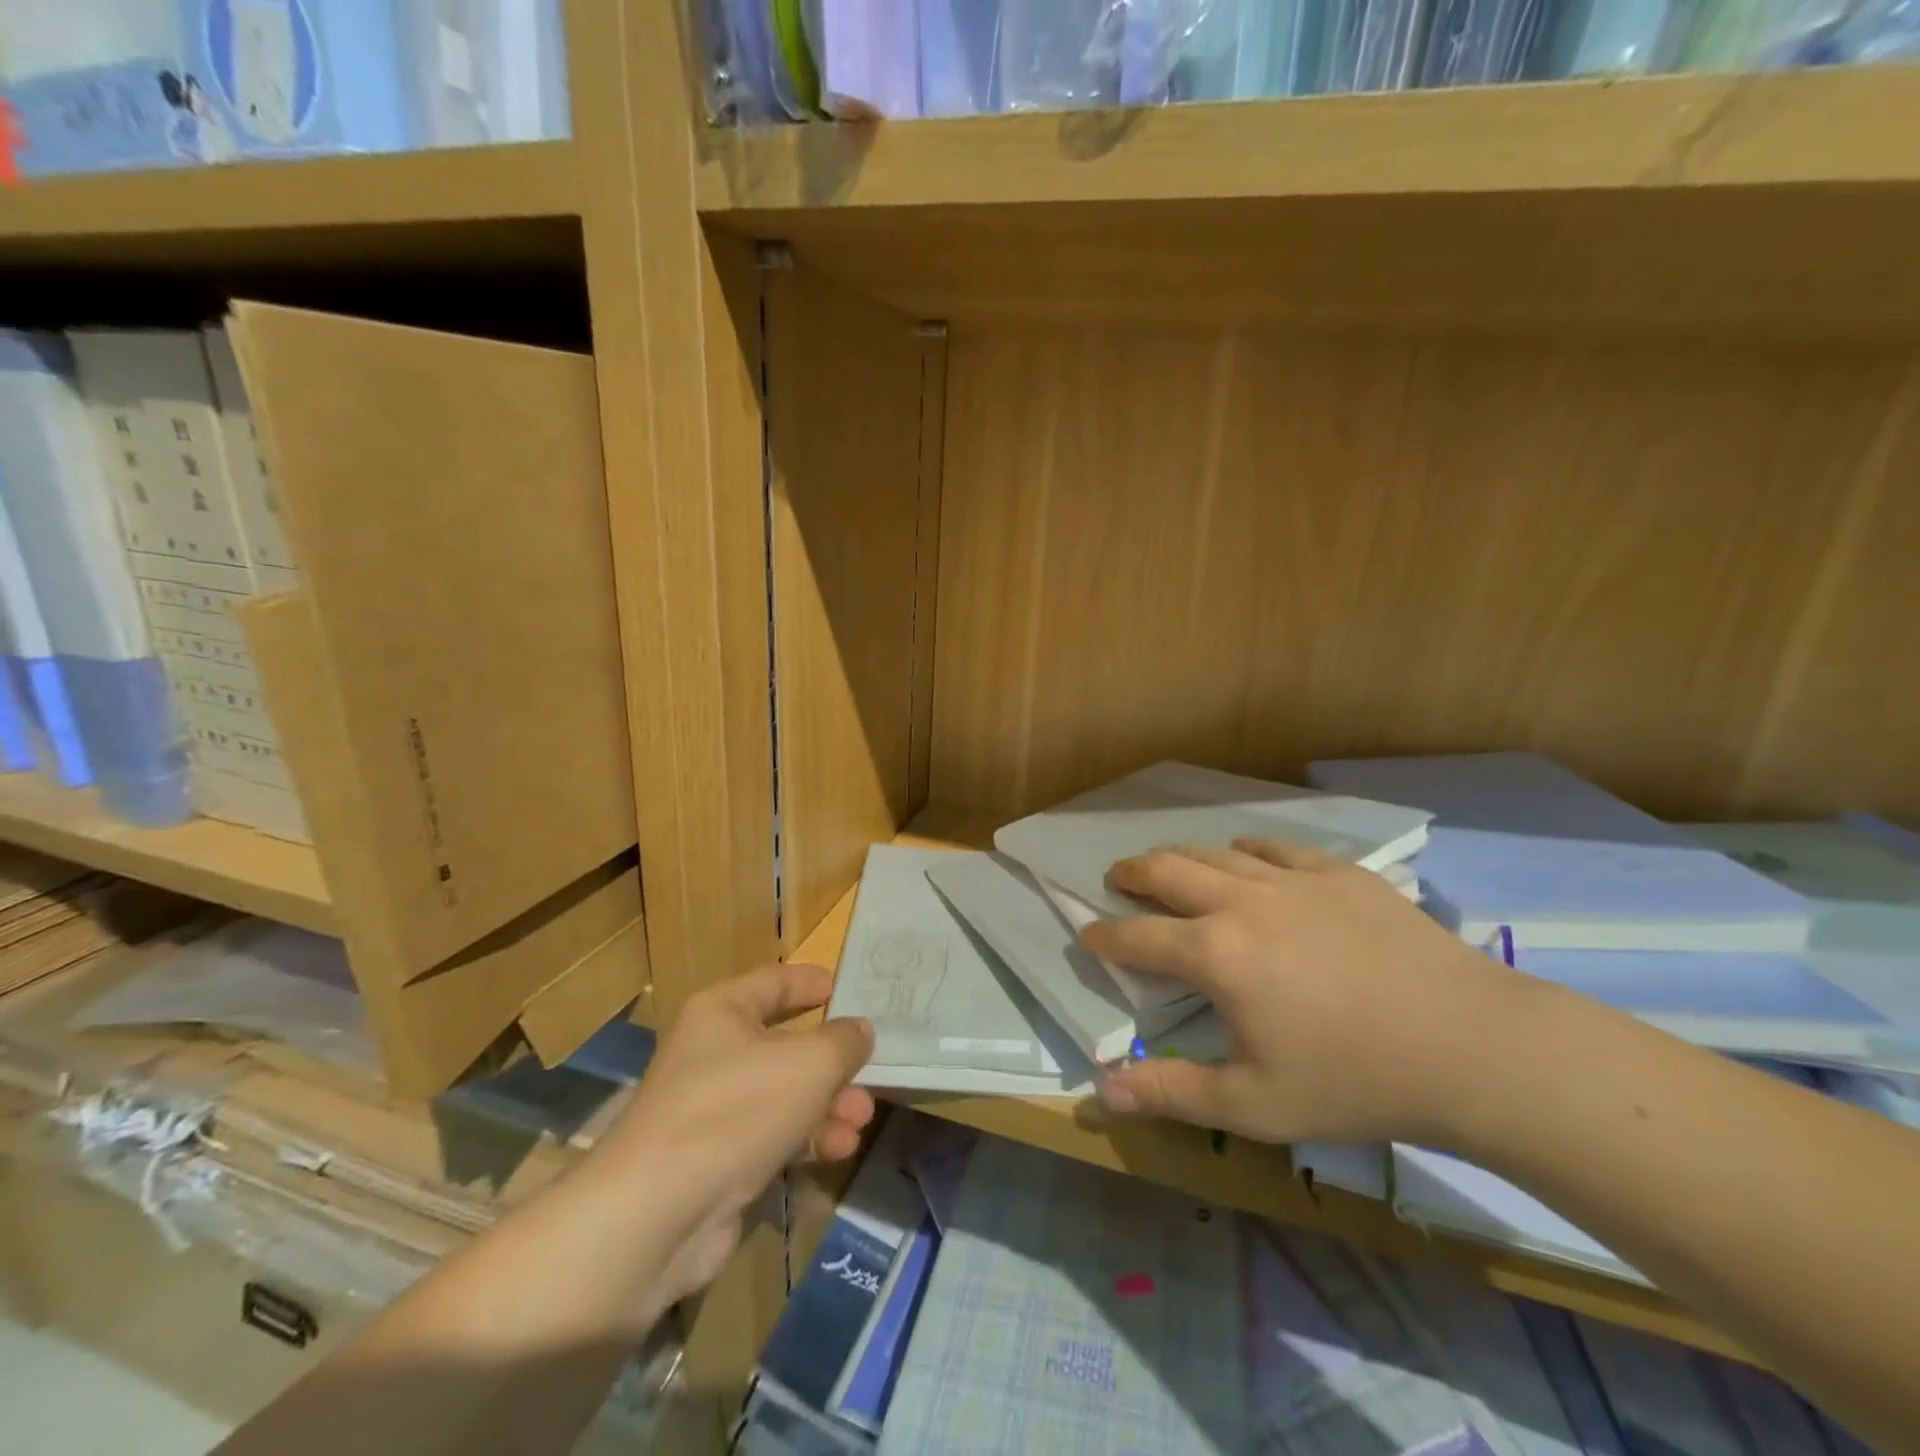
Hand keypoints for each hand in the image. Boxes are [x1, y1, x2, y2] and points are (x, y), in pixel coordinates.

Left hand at [593, 963, 875, 1308]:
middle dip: (832, 1060)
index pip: (774, 982)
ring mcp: (712, 1109)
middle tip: (869, 1069)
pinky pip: (771, 1136)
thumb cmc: (737, 1110)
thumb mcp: (809, 1064)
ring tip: (863, 1118)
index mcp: (722, 1012)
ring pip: (783, 1094)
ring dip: (827, 1104)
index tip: (845, 988)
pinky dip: (806, 1138)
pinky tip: (840, 1149)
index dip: (811, 982)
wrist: (655, 1216)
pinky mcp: (715, 1160)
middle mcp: (713, 1053)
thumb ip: (843, 1042)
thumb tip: (859, 1031)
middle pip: (784, 1043)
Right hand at [1084, 840, 1524, 1145]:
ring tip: (1168, 864)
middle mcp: (1242, 902)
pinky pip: (1275, 848)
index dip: (1105, 937)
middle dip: (1132, 873)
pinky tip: (1245, 857)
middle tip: (1117, 878)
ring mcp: (1293, 881)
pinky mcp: (1339, 874)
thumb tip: (1100, 1091)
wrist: (1473, 1047)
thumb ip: (1171, 1092)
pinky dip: (1246, 850)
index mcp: (1216, 954)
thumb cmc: (1355, 1081)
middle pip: (1168, 871)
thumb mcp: (1255, 1104)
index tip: (1087, 936)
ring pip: (1216, 852)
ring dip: (1180, 856)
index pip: (1138, 937)